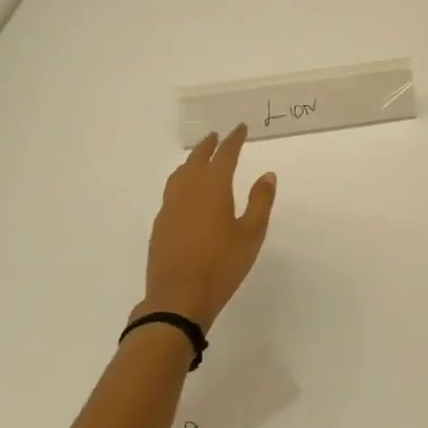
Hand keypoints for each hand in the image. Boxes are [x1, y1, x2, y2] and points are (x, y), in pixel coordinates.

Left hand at [137, 124, 277, 331]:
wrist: (177, 299)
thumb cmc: (221, 266)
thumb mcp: (251, 234)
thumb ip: (260, 202)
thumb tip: (267, 175)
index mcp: (212, 188)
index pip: (224, 155)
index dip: (233, 140)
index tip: (240, 128)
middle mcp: (188, 191)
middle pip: (197, 159)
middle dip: (209, 146)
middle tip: (217, 136)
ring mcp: (170, 208)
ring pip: (180, 174)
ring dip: (191, 161)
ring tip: (199, 159)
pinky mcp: (160, 225)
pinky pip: (171, 191)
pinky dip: (181, 181)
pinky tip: (185, 193)